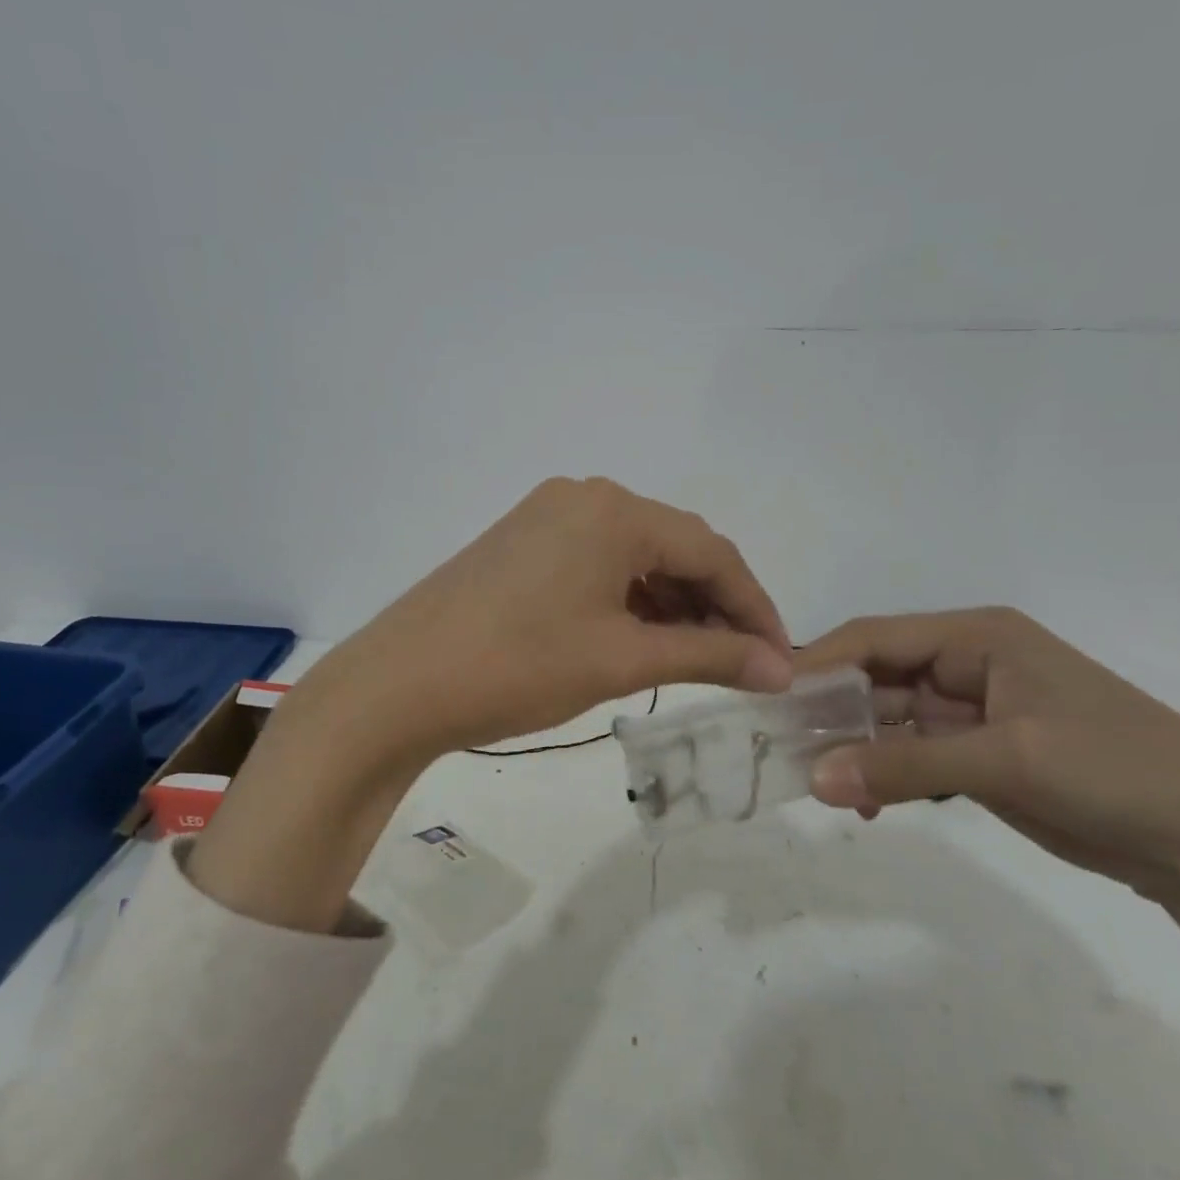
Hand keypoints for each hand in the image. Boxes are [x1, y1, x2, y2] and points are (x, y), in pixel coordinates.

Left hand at [304, 475, 793, 762]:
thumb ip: (710, 656)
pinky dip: (630, 599)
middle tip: (743, 663)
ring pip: (635, 556)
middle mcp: (584, 495)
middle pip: (674, 547)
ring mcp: (548, 515)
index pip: (712, 551)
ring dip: (673, 603)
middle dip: (715, 604)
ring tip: (698, 658)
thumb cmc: (519, 667)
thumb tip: (780, 669)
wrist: (399, 685)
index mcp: (614, 510)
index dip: (754, 605)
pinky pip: (598, 562)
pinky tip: (643, 637)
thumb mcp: (622, 660)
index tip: (781, 657)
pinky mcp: (523, 541)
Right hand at [797, 608, 1179, 902]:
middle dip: (831, 711)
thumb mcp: (1005, 760)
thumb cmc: (1113, 770)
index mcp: (977, 637)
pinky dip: (886, 775)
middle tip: (782, 746)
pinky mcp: (983, 756)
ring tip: (817, 783)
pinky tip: (865, 804)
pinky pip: (914, 757)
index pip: (876, 637)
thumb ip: (903, 766)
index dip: (819, 661)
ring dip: (856, 749)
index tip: (769, 693)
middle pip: (877, 678)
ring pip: (891, 721)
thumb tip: (812, 779)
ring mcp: (975, 713)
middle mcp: (969, 664)